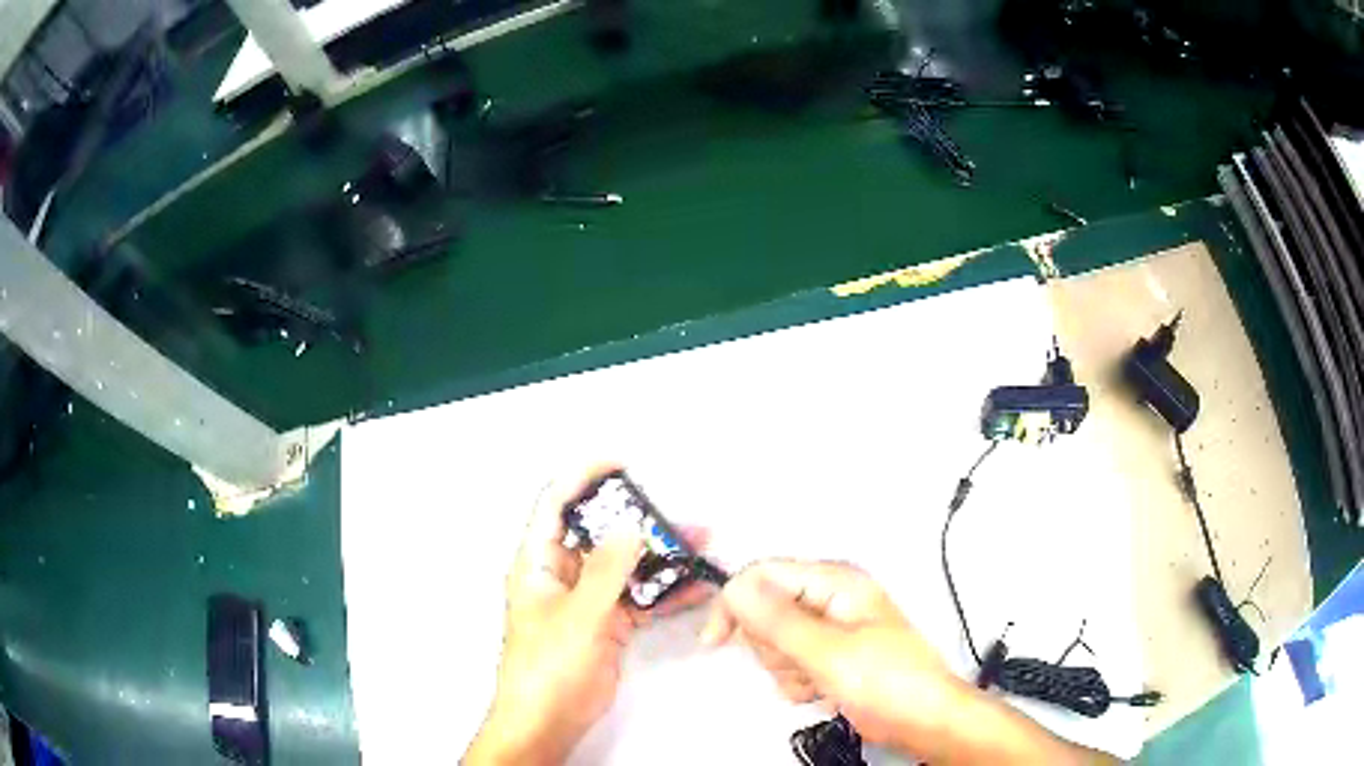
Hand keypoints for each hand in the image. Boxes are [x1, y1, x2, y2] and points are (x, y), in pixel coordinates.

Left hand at [464, 464, 711, 764]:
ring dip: (660, 556)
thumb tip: (630, 528)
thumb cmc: (547, 667)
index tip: (620, 463)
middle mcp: (563, 574)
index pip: (556, 504)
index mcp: (538, 562)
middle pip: (601, 533)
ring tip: (699, 544)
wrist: (549, 719)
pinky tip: (695, 585)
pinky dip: (665, 591)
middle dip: (639, 520)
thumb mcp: (577, 615)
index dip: (584, 477)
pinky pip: (640, 598)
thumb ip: (606, 570)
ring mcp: (588, 600)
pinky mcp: (609, 624)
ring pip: (626, 566)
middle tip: (676, 514)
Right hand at [699, 560, 956, 749]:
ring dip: (787, 669)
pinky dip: (797, 682)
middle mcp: (829, 600)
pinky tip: (822, 691)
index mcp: (835, 582)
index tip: (715, 642)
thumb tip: (734, 587)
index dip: (735, 603)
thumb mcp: (828, 652)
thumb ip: (778, 620)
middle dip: (773, 646)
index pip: (764, 575)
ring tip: (819, 681)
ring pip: (774, 643)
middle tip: (801, 663)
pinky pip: (789, 664)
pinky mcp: (828, 658)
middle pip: (765, 611)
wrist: (922, 720)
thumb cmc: (886, 680)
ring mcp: (828, 631)